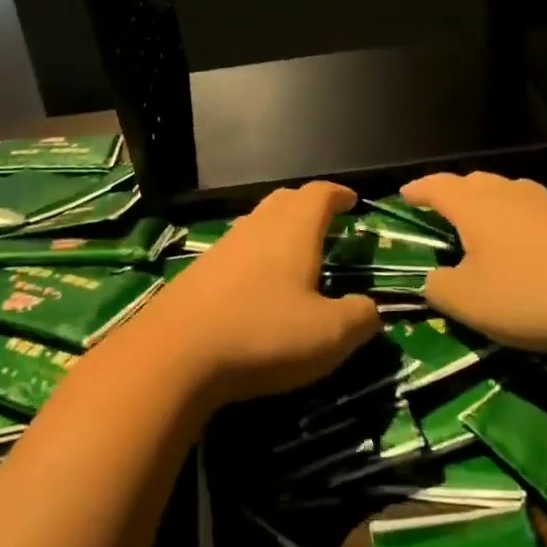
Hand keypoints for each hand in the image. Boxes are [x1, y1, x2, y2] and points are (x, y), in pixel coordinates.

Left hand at [141, 182, 379, 403]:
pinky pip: (236, 248)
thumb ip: (360, 318)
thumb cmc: (263, 334)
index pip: (319, 194)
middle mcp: (257, 227)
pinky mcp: (198, 271)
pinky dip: (255, 254)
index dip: (338, 194)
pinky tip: (256, 283)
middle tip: (326, 222)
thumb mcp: (329, 336)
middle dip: (308, 205)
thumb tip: (371, 308)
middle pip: (284, 200)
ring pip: (257, 222)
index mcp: (294, 231)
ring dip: (279, 229)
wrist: (175, 353)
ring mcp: (223, 246)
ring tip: (294, 252)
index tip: (352, 200)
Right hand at [402, 171, 546, 356]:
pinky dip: (521, 223)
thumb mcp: (470, 302)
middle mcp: (511, 193)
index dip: (418, 190)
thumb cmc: (533, 294)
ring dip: (490, 206)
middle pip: (474, 183)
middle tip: (442, 209)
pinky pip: (537, 212)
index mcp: (475, 205)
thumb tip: (434, 279)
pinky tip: (529, 246)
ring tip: (483, 226)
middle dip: (454, 193)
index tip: (404, 194)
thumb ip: (439, 288)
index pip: (437, 186)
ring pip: (509, 194)